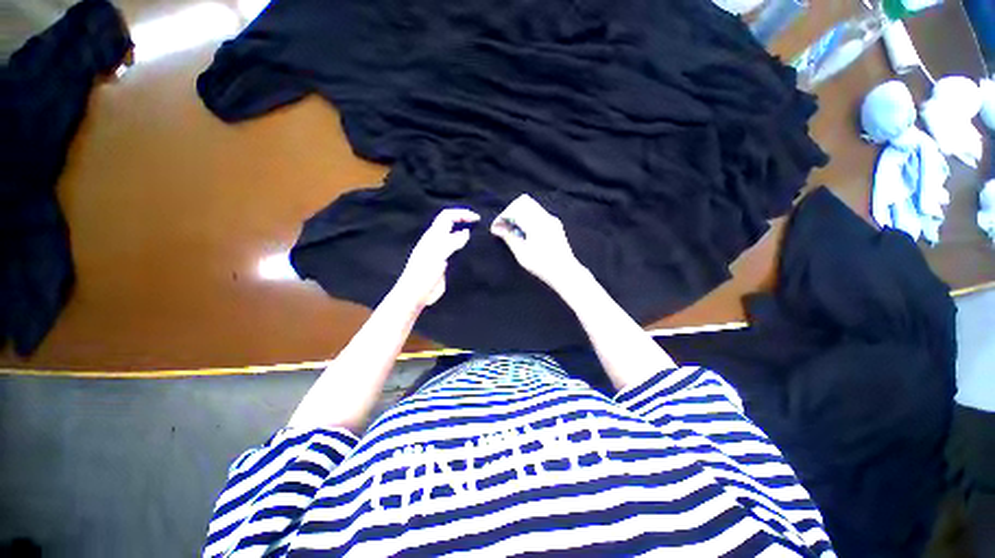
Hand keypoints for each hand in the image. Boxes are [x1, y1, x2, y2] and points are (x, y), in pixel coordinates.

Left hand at [396, 208, 479, 306]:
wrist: (416, 294)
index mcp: (433, 236)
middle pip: (450, 224)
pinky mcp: (444, 263)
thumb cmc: (424, 274)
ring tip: (479, 235)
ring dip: (465, 232)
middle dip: (464, 220)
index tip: (477, 218)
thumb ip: (451, 243)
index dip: (461, 214)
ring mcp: (440, 252)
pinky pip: (455, 250)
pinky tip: (472, 251)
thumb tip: (466, 232)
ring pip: (453, 236)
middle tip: (479, 224)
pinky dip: (464, 246)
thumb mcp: (438, 256)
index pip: (447, 217)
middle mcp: (436, 242)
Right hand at [491, 194, 581, 287]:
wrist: (565, 272)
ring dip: (519, 214)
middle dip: (510, 212)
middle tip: (503, 227)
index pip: (515, 209)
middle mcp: (545, 217)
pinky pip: (538, 213)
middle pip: (523, 202)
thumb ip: (509, 238)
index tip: (496, 228)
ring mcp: (552, 219)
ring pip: (531, 206)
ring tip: (512, 231)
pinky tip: (524, 232)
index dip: (503, 217)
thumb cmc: (542, 265)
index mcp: (536, 223)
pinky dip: (528, 218)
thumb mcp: (522, 254)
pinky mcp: (555, 224)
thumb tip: (496, 228)